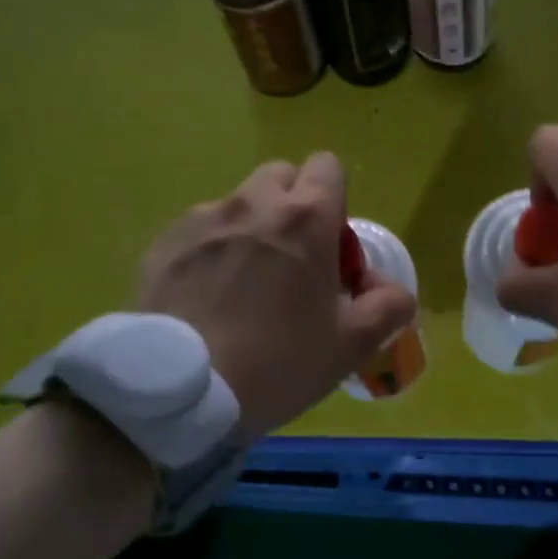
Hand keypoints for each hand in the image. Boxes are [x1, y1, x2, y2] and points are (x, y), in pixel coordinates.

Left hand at [137, 153, 416, 439]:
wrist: (183, 391)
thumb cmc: (278, 363)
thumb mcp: (350, 345)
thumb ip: (387, 307)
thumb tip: (392, 290)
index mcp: (306, 218)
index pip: (328, 167)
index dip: (335, 201)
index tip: (330, 247)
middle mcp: (253, 202)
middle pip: (281, 176)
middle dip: (292, 205)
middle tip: (291, 260)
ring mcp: (203, 218)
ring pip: (238, 203)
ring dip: (250, 228)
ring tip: (241, 285)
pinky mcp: (164, 241)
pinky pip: (199, 230)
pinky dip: (210, 250)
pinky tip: (204, 297)